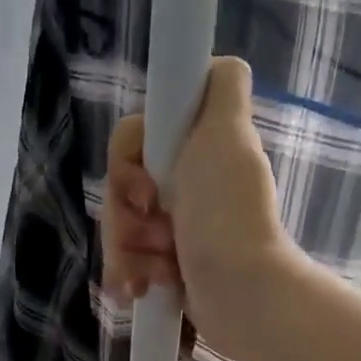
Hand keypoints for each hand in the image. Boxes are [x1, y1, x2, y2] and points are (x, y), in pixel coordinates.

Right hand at [101, 56, 303, 358]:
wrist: (240, 295)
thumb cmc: (226, 217)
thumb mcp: (229, 135)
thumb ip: (222, 89)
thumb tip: (223, 64)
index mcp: (194, 152)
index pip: (131, 144)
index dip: (127, 165)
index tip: (147, 189)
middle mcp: (184, 185)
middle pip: (120, 191)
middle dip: (126, 220)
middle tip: (157, 235)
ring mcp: (176, 230)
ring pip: (120, 231)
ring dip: (128, 254)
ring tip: (155, 275)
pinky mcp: (169, 267)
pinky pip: (128, 264)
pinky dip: (130, 277)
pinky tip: (141, 291)